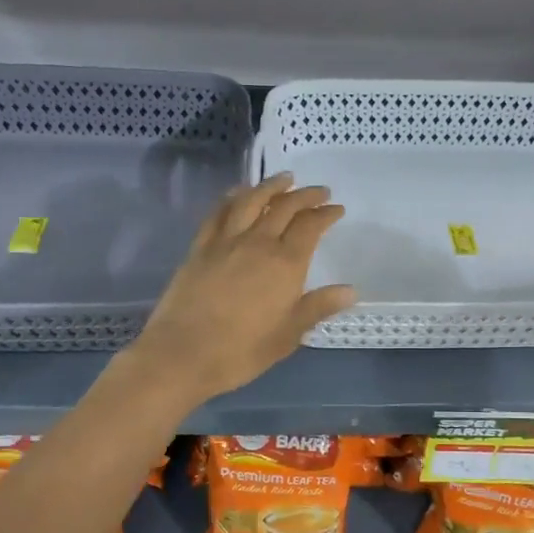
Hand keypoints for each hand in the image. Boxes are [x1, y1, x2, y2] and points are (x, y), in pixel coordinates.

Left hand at [126, 174, 354, 403]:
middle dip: (305, 195)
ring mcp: (226, 241)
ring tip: (284, 178)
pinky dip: (233, 197)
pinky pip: (218, 212)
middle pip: (285, 207)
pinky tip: (239, 193)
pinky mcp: (200, 247)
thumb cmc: (242, 350)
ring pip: (251, 200)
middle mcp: (258, 242)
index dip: (326, 214)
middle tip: (319, 191)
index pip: (311, 226)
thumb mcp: (289, 334)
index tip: (337, 209)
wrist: (182, 354)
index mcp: (286, 263)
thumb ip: (318, 306)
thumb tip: (350, 290)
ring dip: (270, 185)